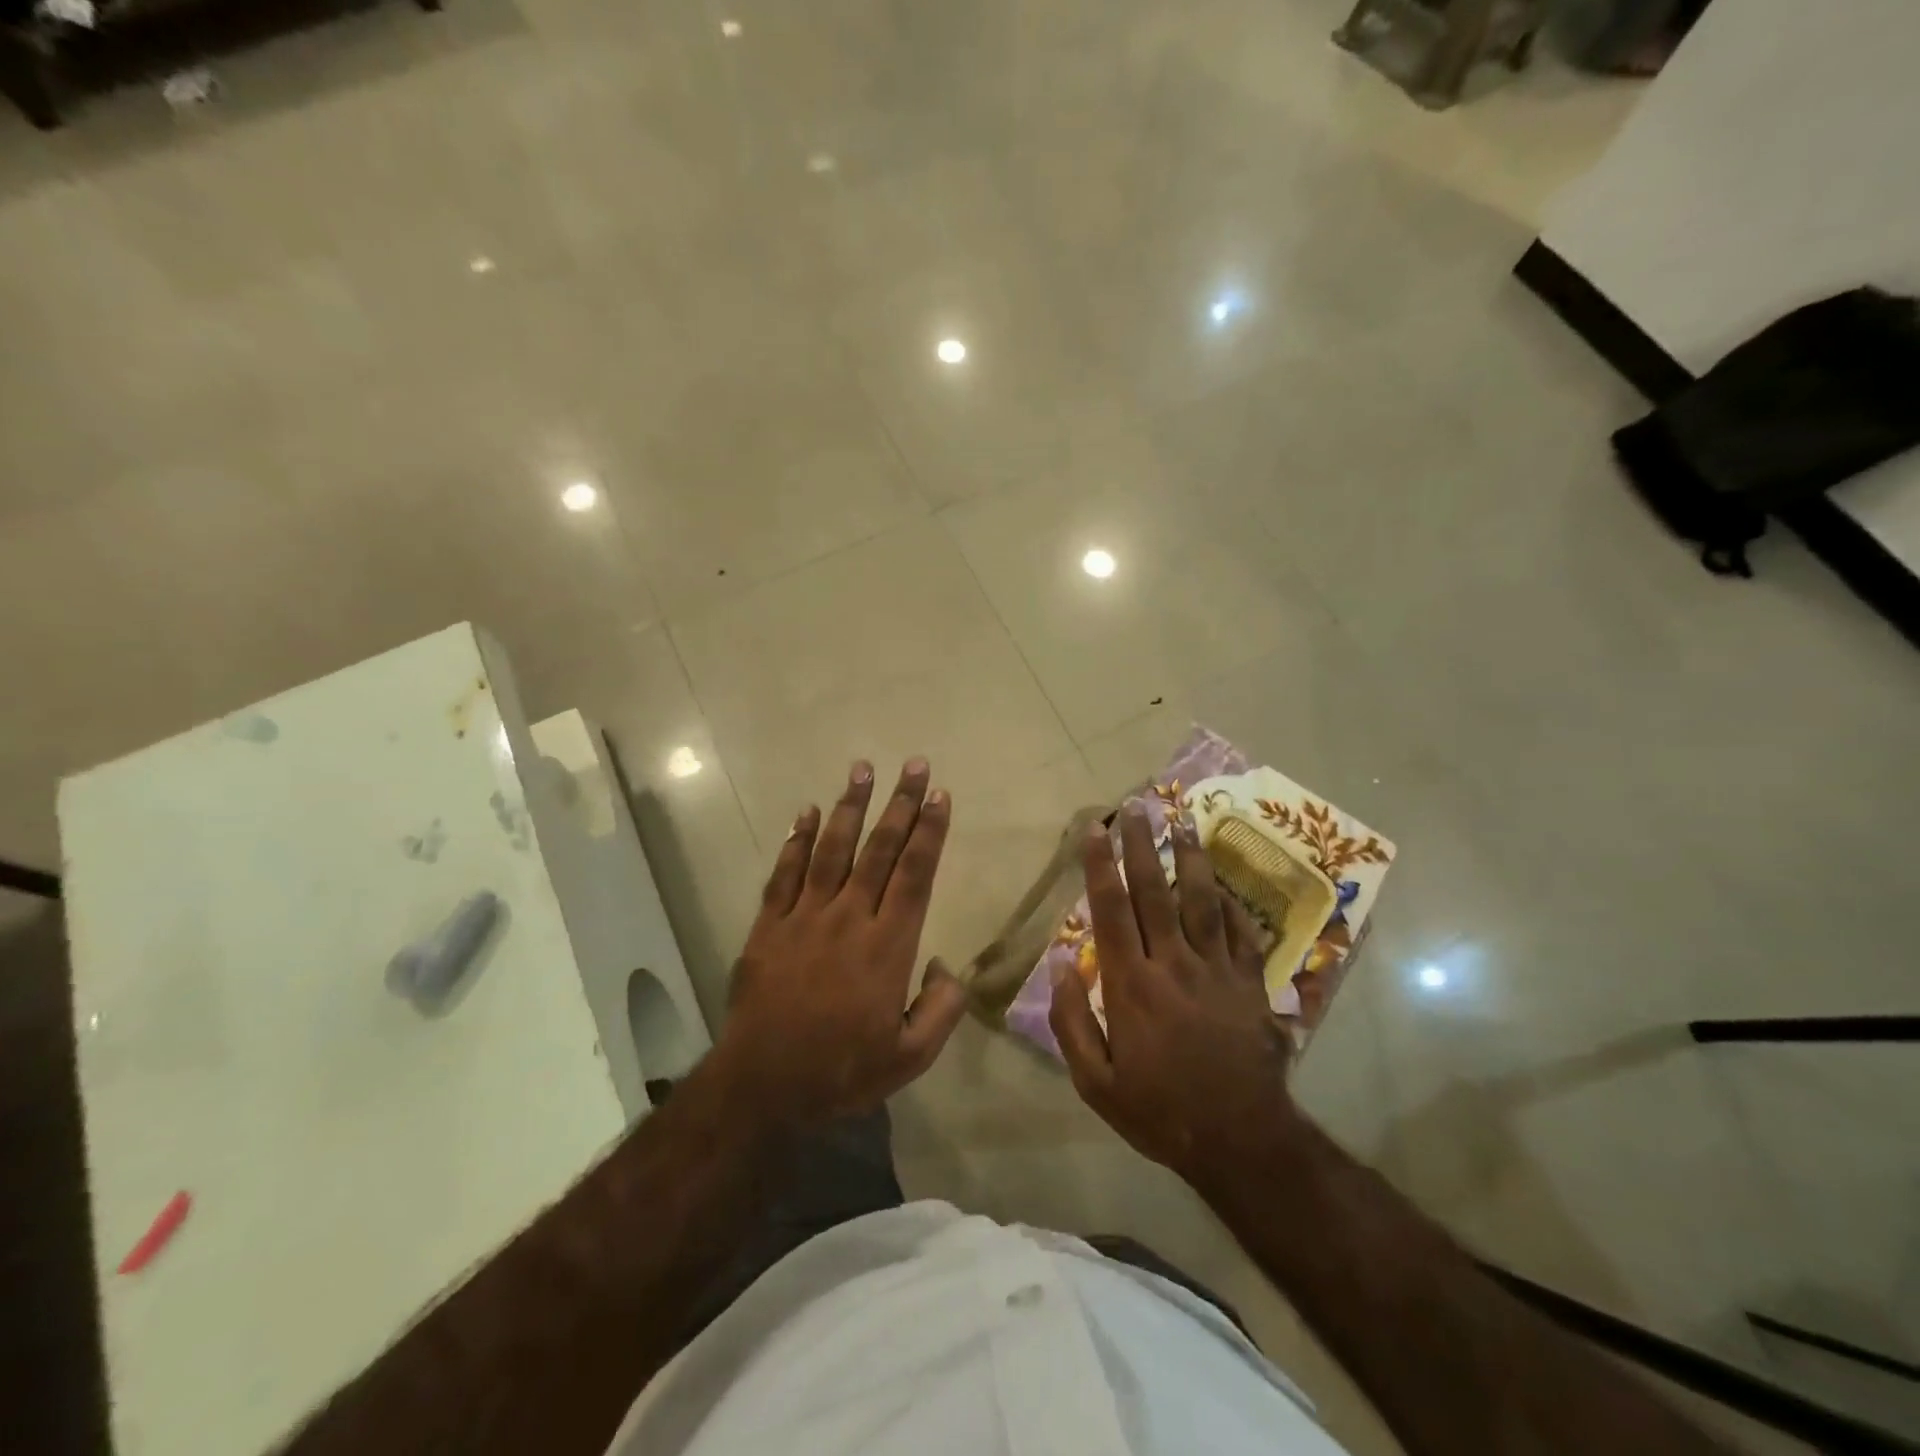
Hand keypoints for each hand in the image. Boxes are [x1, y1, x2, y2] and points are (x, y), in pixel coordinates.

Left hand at [712, 758, 965, 1127]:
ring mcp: (804, 918)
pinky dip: (797, 840)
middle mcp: (848, 919)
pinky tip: (807, 812)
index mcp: (887, 947)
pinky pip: (785, 873)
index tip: (941, 796)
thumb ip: (940, 1011)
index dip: (929, 833)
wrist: (761, 1086)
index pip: (914, 875)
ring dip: (850, 807)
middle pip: (879, 851)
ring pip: (832, 850)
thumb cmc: (840, 1072)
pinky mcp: (769, 926)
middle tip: (915, 766)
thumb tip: (947, 968)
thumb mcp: (909, 1059)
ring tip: (863, 769)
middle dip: (900, 805)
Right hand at [1050, 806, 1300, 1180]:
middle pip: (1156, 893)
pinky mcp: (1250, 983)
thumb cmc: (1160, 1111)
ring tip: (1182, 819)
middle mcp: (1174, 965)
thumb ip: (1072, 1021)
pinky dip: (1229, 902)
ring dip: (1189, 858)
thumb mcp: (1096, 1082)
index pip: (1112, 911)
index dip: (1101, 866)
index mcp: (1133, 986)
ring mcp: (1217, 970)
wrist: (1241, 1140)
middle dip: (1142, 846)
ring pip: (1202, 901)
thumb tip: (1060, 964)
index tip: (1095, 829)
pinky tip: (1220, 880)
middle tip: (1137, 806)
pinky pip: (1240, 931)